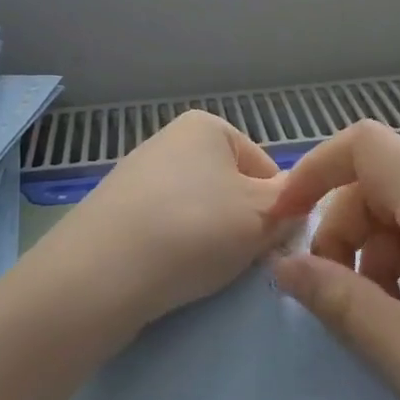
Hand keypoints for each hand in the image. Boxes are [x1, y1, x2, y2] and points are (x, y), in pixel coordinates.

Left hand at [25, 111, 288, 340]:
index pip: (266, 168)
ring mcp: (137, 176)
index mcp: (206, 126)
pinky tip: (171, 272)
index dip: (278, 207)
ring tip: (203, 269)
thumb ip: (291, 204)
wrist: (102, 273)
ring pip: (198, 211)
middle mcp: (169, 140)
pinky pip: (165, 229)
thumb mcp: (262, 215)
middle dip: (242, 223)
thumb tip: (296, 203)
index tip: (272, 240)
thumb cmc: (195, 229)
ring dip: (210, 239)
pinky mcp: (115, 213)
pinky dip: (176, 249)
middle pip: (230, 188)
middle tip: (241, 258)